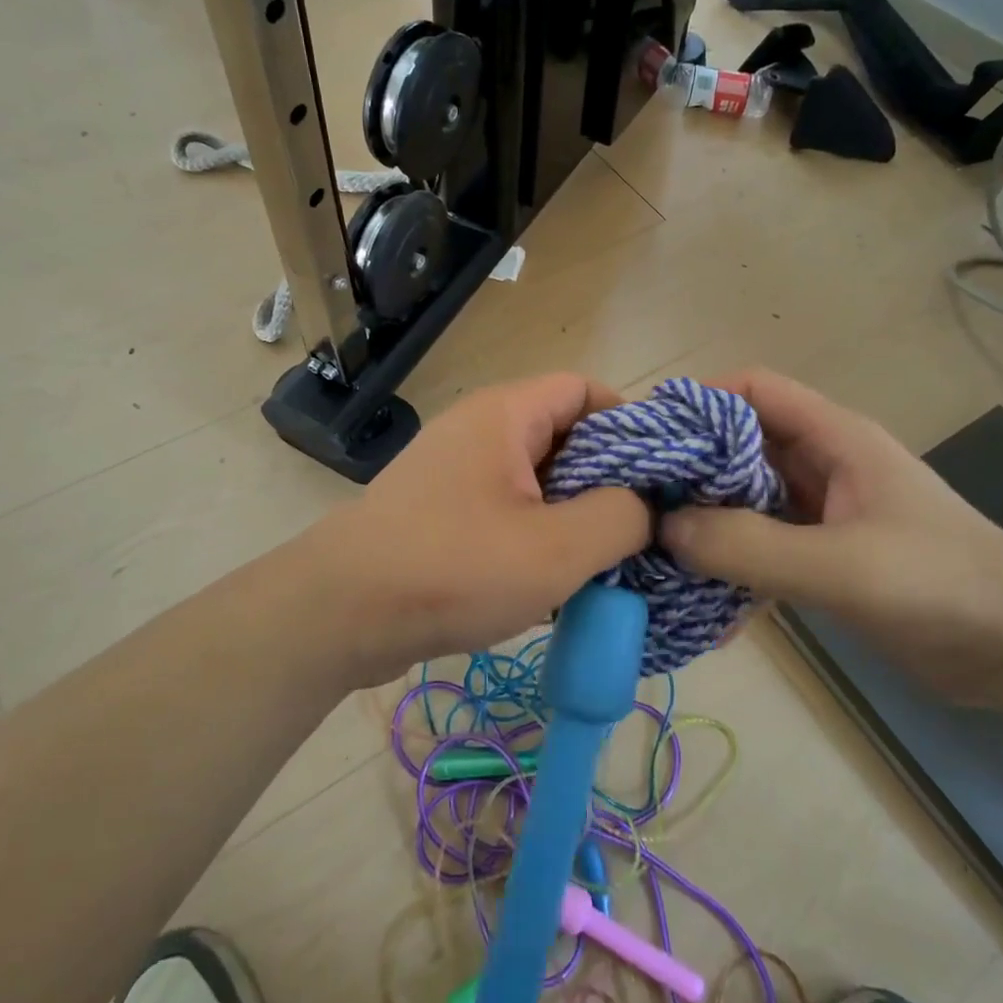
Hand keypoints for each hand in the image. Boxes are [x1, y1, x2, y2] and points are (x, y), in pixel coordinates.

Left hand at [320, 374, 651, 680]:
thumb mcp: (556, 549)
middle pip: (564, 435)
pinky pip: (508, 508)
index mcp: (506, 414)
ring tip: (607, 561)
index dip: (632, 424)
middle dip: (607, 479)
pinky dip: (539, 535)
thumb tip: (647, 506)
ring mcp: (456, 471)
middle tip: (642, 528)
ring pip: (537, 479)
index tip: (661, 476)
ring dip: (574, 515)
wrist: (341, 614)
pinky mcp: (442, 512)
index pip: (585, 389)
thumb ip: (620, 518)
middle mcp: (480, 430)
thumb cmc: (454, 568)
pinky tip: (558, 580)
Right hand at [659, 369, 1002, 708]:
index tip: (647, 437)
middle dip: (690, 466)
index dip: (698, 400)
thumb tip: (664, 528)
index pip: (752, 389)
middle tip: (635, 499)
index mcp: (834, 438)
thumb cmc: (940, 585)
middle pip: (740, 444)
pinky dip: (732, 562)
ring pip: (747, 498)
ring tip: (653, 546)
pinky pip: (763, 545)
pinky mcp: (826, 556)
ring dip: (706, 519)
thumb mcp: (841, 565)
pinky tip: (700, 596)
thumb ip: (750, 546)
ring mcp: (824, 511)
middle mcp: (823, 464)